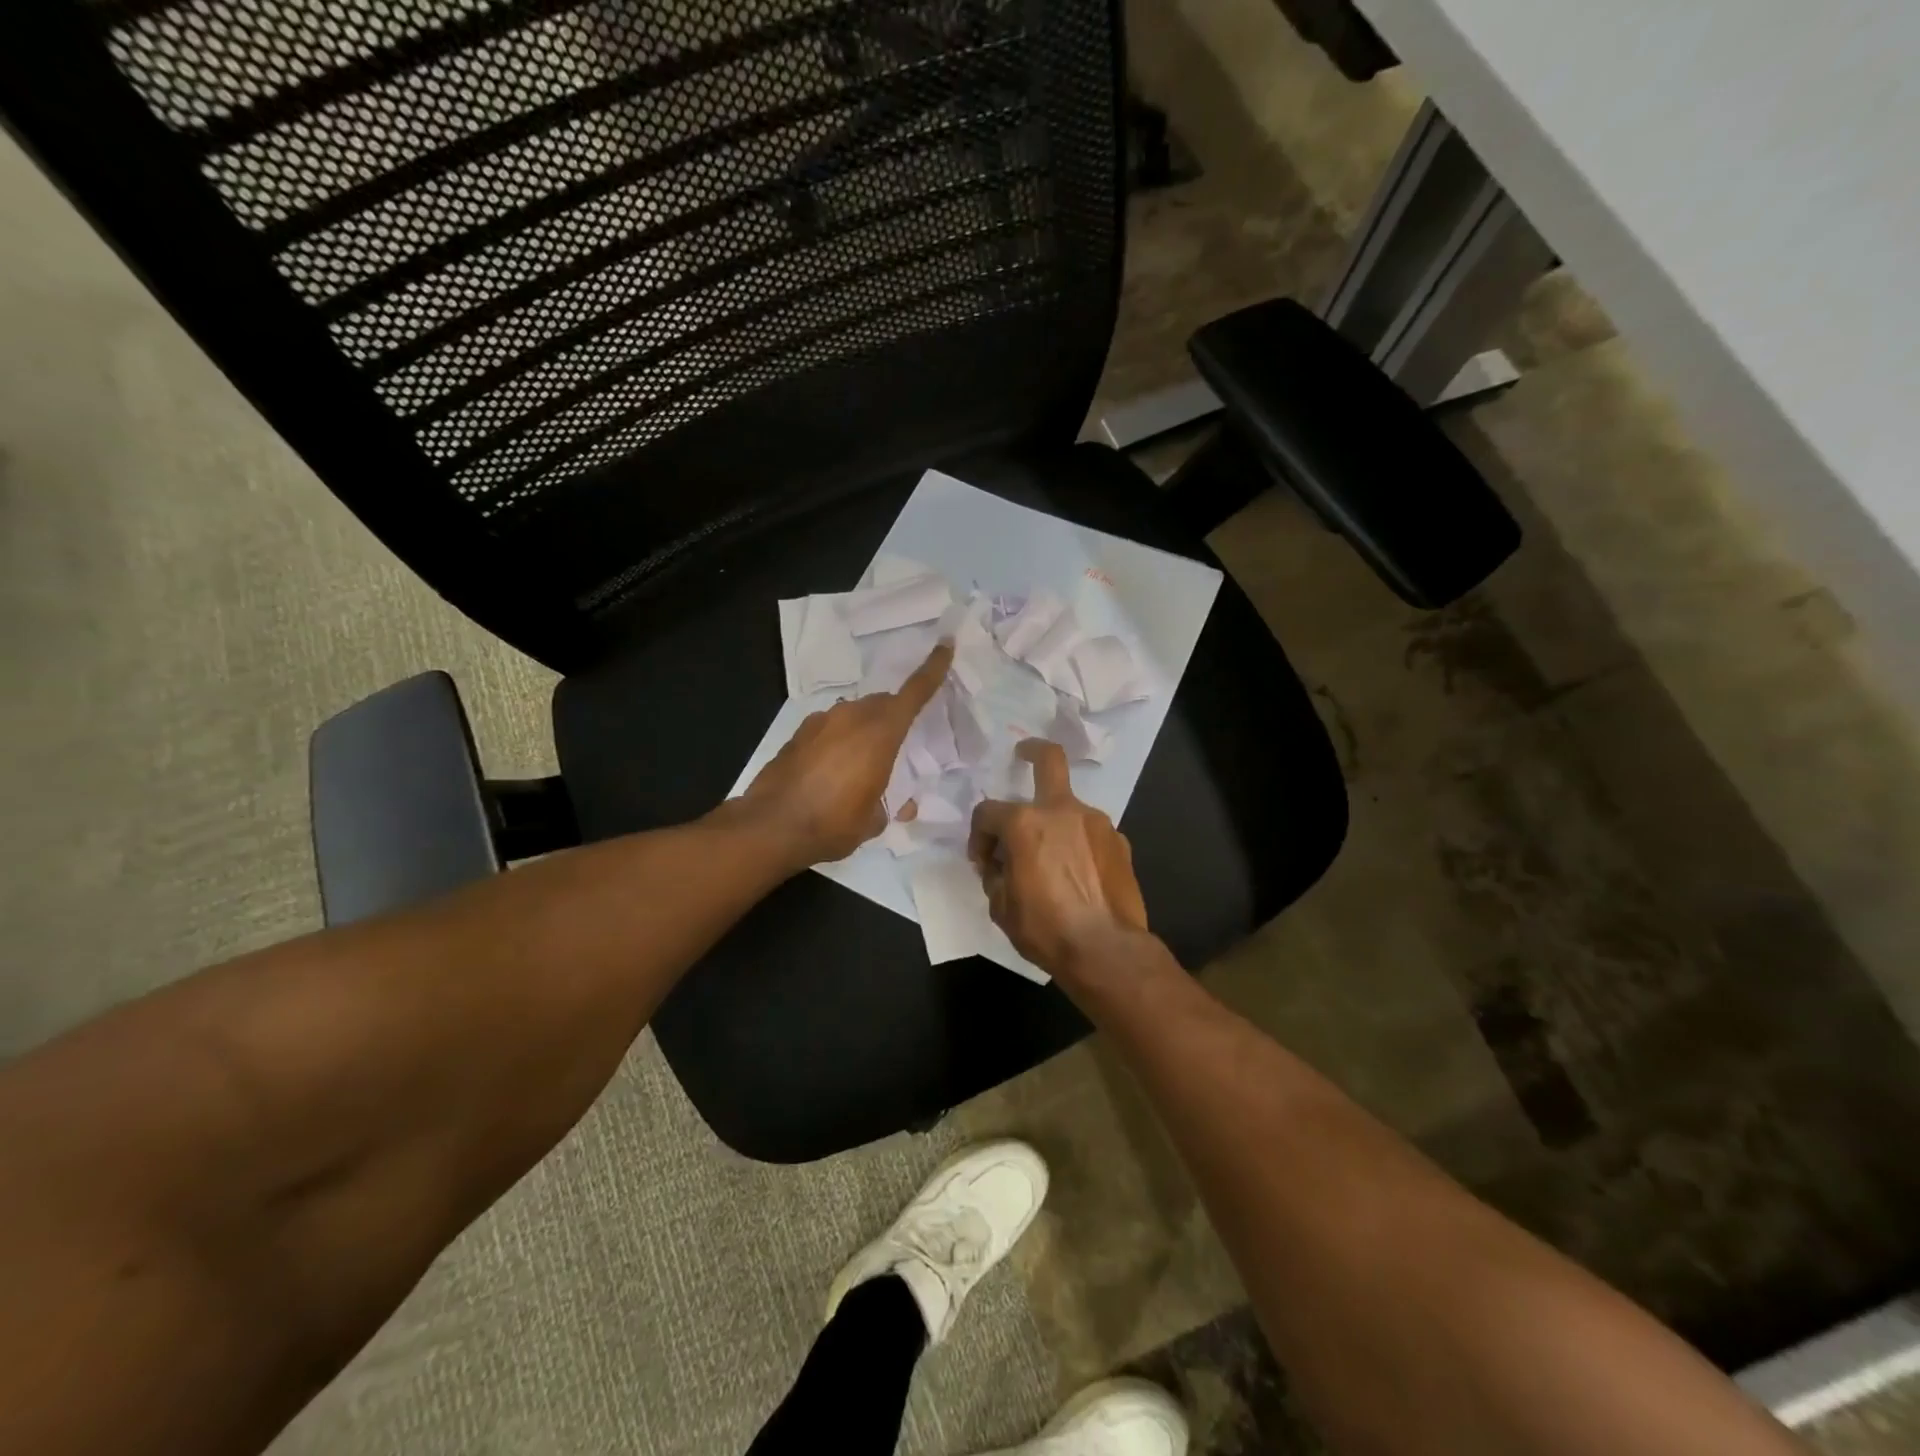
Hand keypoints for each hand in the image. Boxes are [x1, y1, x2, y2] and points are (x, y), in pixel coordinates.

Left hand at [739, 640, 953, 867]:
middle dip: (893, 717)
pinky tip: (830, 771)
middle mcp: (852, 717)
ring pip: (854, 715)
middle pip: (882, 704)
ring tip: (861, 765)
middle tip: (898, 744)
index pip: (914, 693)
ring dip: (863, 731)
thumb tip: (899, 805)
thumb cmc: (833, 823)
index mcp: (881, 733)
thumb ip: (890, 805)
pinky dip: (837, 742)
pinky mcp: (798, 733)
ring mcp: (821, 721)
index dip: (932, 669)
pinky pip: (829, 728)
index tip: (945, 644)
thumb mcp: (874, 821)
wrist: (771, 827)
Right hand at [968, 739, 1149, 975]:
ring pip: (1069, 808)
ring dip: (1055, 823)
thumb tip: (1001, 864)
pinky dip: (1079, 844)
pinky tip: (1079, 874)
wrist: (1105, 950)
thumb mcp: (1001, 906)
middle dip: (1032, 751)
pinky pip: (1090, 833)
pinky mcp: (1120, 842)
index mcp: (1024, 823)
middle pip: (1048, 760)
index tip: (983, 862)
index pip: (988, 813)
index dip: (978, 836)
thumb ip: (996, 874)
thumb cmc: (1045, 928)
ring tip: (1052, 858)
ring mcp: (1096, 823)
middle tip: (1023, 755)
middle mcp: (1062, 811)